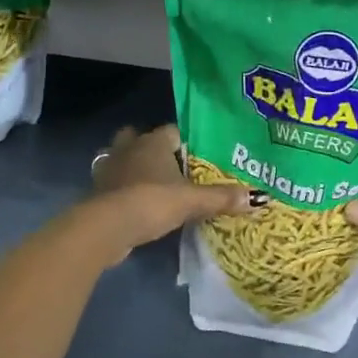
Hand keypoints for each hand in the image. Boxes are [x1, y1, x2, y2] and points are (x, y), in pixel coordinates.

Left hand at [86, 124, 247, 255]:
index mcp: (153, 141)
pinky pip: (113, 183)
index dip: (184, 142)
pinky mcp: (98, 191)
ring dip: (132, 167)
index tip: (196, 158)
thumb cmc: (151, 201)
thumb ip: (222, 198)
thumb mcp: (192, 201)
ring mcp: (109, 168)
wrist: (107, 226)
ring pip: (121, 158)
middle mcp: (129, 148)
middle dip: (151, 148)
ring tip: (150, 184)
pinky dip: (122, 189)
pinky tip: (134, 204)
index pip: (172, 131)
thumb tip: (259, 197)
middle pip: (139, 138)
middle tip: (170, 168)